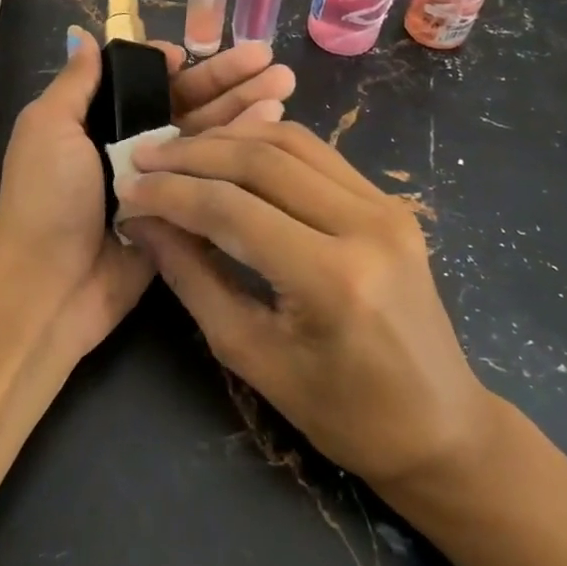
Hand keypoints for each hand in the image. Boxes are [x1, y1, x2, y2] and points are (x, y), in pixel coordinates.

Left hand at [0, 28, 296, 355]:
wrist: (49, 285)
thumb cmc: (45, 198)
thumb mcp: (48, 128)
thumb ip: (75, 84)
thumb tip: (84, 35)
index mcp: (97, 119)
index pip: (147, 83)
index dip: (177, 66)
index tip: (205, 51)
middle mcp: (131, 144)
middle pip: (185, 104)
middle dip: (226, 80)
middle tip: (270, 60)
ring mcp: (160, 181)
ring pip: (207, 137)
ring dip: (243, 109)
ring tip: (286, 84)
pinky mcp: (181, 214)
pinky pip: (214, 178)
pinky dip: (244, 153)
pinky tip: (276, 128)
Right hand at [117, 120, 499, 488]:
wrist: (440, 426)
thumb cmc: (341, 412)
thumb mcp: (251, 354)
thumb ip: (192, 277)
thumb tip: (144, 222)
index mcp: (333, 278)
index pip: (232, 209)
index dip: (171, 194)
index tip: (126, 188)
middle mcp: (365, 225)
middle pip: (260, 161)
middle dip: (192, 154)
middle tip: (144, 159)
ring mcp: (385, 207)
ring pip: (290, 141)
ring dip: (227, 140)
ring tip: (179, 151)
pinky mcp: (389, 202)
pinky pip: (316, 153)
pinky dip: (264, 145)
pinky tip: (229, 153)